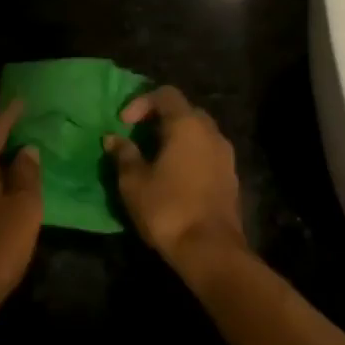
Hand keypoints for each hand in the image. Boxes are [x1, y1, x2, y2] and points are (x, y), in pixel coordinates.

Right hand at [104, 87, 246, 275]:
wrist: (211, 250)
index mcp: (187, 125)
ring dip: (177, 138)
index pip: (166, 94)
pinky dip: (190, 155)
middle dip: (161, 119)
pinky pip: (208, 153)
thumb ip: (124, 154)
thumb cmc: (168, 208)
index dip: (141, 102)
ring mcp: (226, 155)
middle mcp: (211, 132)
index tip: (124, 124)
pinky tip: (175, 177)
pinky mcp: (231, 177)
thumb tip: (113, 138)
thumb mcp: (134, 181)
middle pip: (185, 111)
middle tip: (139, 137)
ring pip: (199, 133)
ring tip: (155, 158)